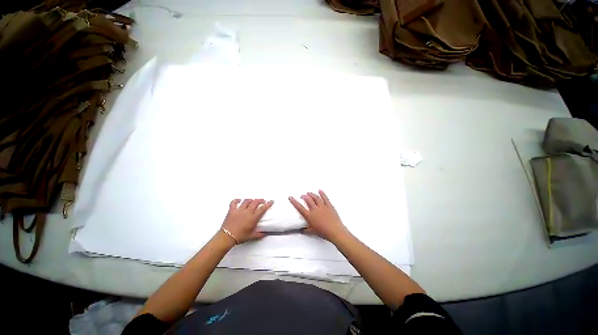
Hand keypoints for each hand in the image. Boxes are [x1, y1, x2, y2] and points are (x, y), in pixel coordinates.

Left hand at [221, 199, 272, 243]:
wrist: (227, 237)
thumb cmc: (240, 236)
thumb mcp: (251, 236)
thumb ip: (259, 234)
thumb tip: (264, 234)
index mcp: (253, 218)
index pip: (262, 208)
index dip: (268, 204)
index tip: (271, 201)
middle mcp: (247, 212)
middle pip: (255, 202)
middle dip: (260, 200)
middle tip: (262, 200)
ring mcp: (239, 210)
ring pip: (246, 201)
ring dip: (251, 200)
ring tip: (252, 200)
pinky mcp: (232, 210)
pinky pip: (234, 202)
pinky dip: (236, 200)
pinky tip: (239, 200)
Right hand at [289, 190, 348, 242]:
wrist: (335, 231)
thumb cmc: (323, 232)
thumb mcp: (312, 232)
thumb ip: (305, 230)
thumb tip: (301, 230)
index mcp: (310, 216)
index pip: (300, 207)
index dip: (294, 202)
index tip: (290, 197)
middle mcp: (315, 209)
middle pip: (308, 200)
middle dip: (304, 196)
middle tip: (302, 195)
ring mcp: (322, 206)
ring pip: (316, 197)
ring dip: (312, 194)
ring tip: (309, 193)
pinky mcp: (329, 206)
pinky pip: (325, 198)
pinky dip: (322, 193)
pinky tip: (320, 191)